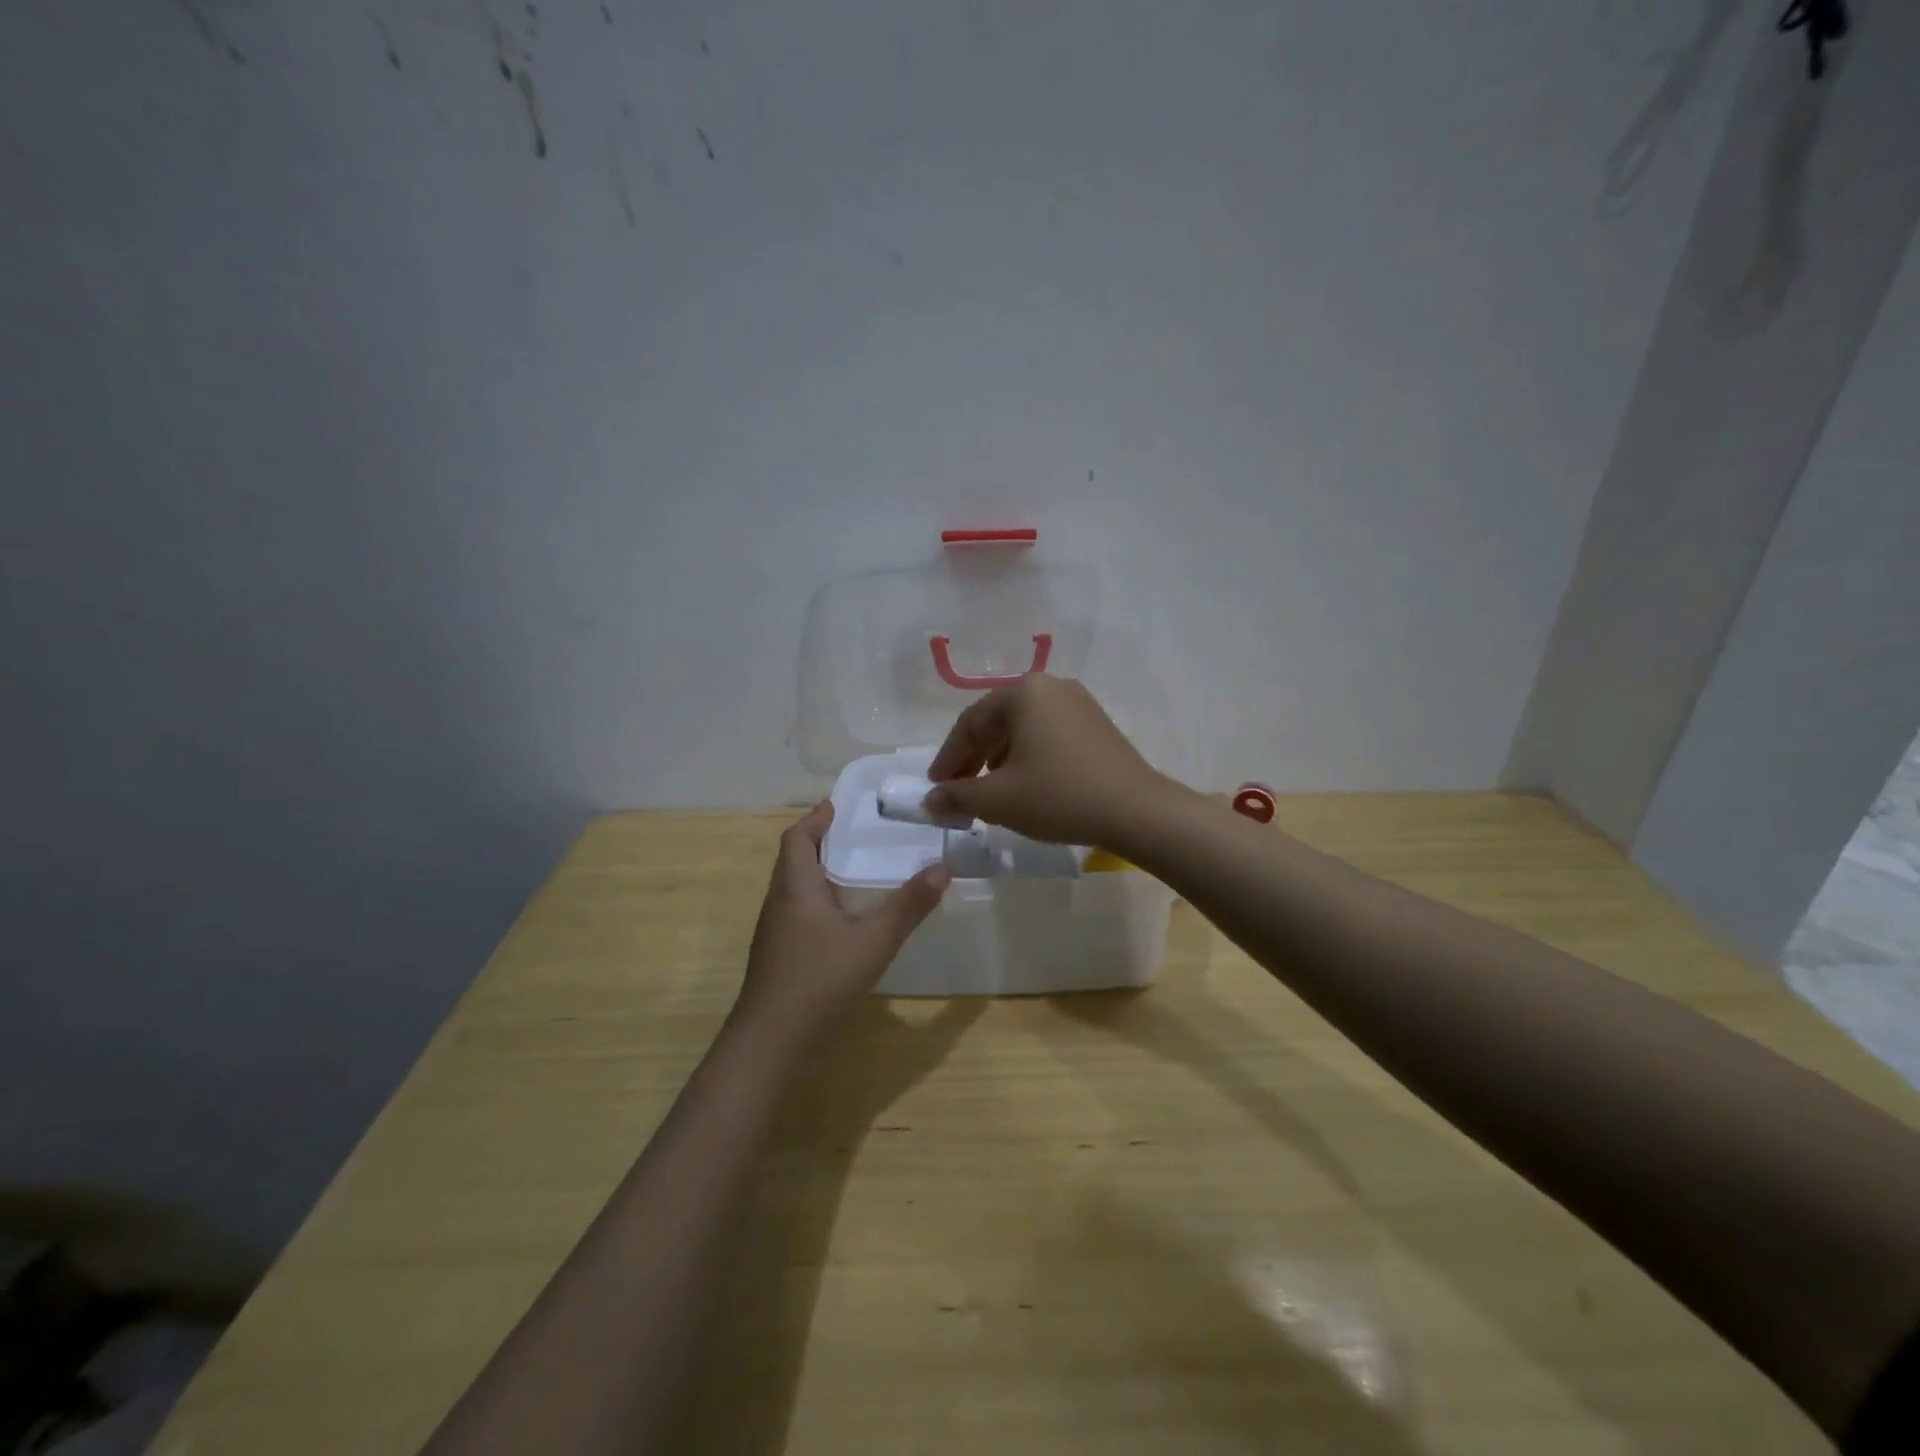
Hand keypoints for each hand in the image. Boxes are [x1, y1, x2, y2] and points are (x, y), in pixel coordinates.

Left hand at [733, 802, 948, 1044]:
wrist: (770, 1041)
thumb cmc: (819, 980)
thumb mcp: (873, 941)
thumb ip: (909, 906)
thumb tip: (942, 868)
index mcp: (795, 887)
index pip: (797, 838)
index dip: (815, 819)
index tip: (836, 805)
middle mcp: (779, 902)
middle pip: (794, 859)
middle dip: (820, 842)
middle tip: (855, 834)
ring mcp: (774, 932)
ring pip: (794, 888)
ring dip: (819, 872)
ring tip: (855, 871)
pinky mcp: (777, 956)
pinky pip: (797, 912)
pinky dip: (818, 901)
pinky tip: (843, 920)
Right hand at [925, 675, 1174, 849]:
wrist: (1136, 811)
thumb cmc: (1058, 796)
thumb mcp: (998, 799)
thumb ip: (957, 796)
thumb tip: (929, 800)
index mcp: (1024, 692)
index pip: (970, 722)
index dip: (948, 758)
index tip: (935, 788)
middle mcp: (1051, 686)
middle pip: (997, 722)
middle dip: (973, 759)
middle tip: (959, 792)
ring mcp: (1079, 704)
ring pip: (1023, 729)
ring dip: (999, 759)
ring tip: (991, 792)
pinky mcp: (1096, 725)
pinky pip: (1048, 735)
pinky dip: (1028, 757)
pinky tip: (1027, 786)